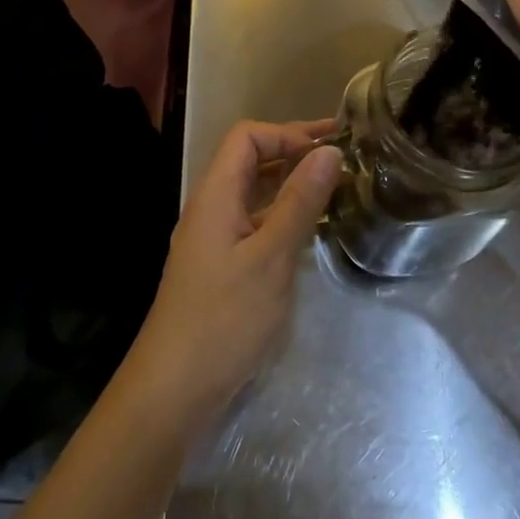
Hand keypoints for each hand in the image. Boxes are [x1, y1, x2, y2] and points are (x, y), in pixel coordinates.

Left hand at [121, 121, 341, 429]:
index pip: (247, 137)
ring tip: (336, 189)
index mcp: (216, 194)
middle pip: (250, 161)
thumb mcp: (271, 257)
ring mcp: (214, 237)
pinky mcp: (221, 264)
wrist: (175, 385)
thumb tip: (328, 152)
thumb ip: (300, 202)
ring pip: (254, 194)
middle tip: (344, 160)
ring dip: (291, 184)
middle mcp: (211, 207)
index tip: (331, 145)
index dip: (288, 133)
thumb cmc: (224, 317)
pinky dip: (283, 215)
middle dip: (294, 153)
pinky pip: (254, 223)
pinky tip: (310, 229)